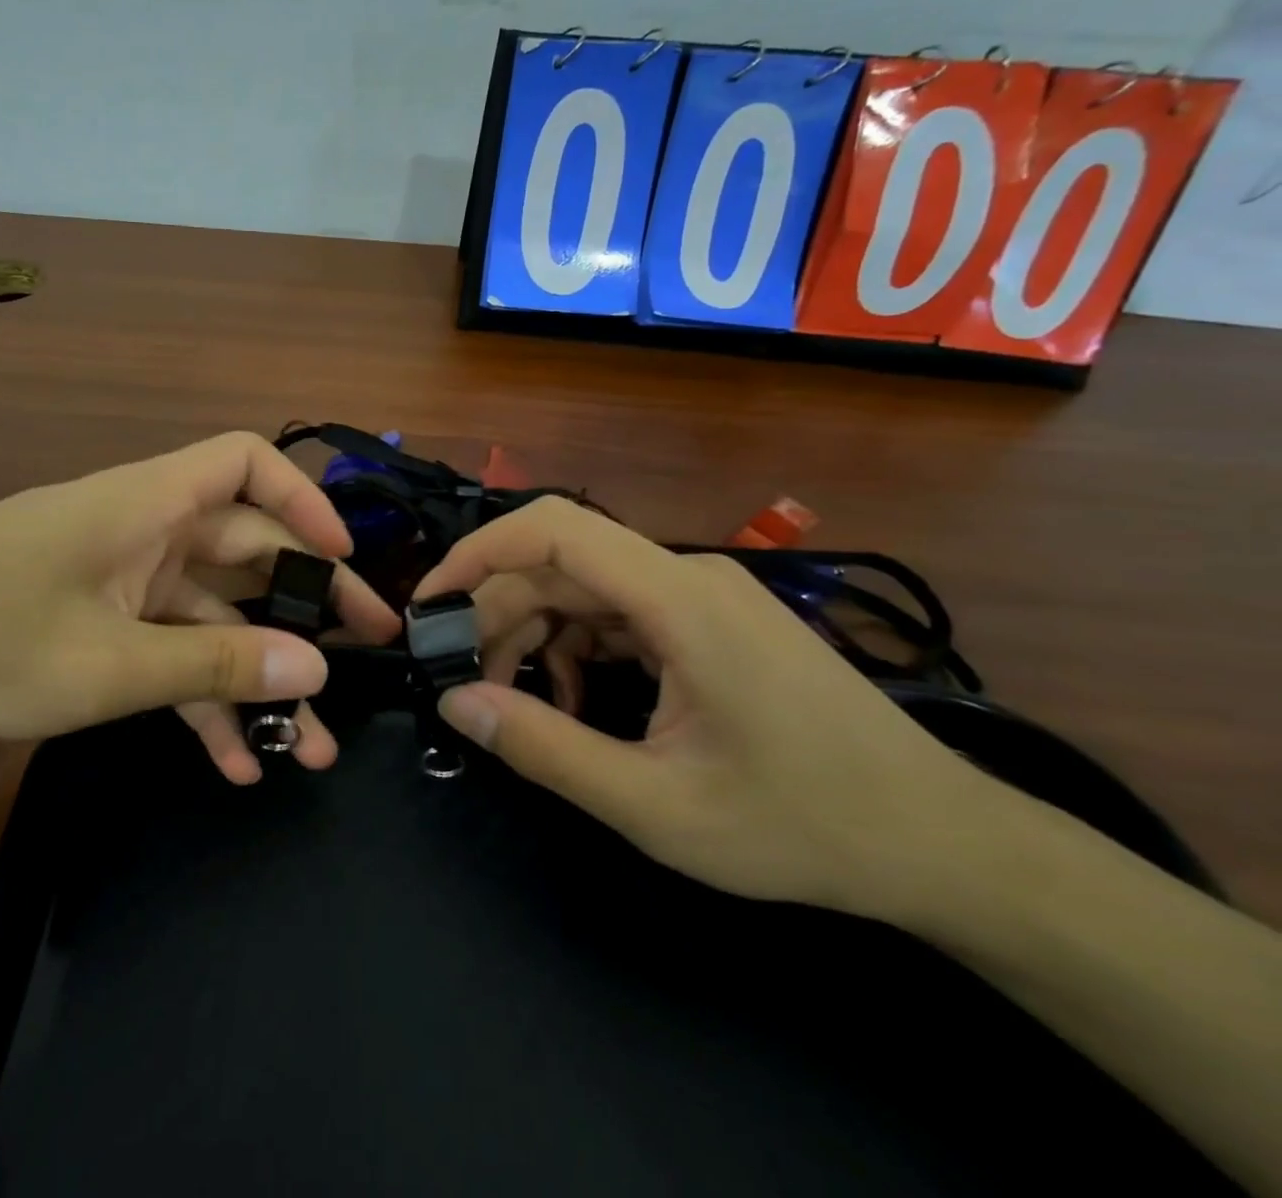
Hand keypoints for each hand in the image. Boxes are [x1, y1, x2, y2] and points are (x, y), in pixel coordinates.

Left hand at [0, 432, 399, 781]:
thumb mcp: (104, 666)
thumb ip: (214, 668)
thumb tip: (314, 670)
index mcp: (147, 504)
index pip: (247, 462)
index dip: (305, 500)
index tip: (343, 561)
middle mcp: (143, 530)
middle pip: (245, 551)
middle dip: (304, 609)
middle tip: (364, 660)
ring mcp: (120, 580)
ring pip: (211, 616)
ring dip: (255, 676)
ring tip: (306, 748)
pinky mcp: (96, 622)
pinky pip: (167, 652)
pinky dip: (199, 698)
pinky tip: (232, 762)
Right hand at [412, 497, 999, 920]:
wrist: (942, 843)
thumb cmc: (804, 826)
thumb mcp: (656, 806)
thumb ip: (546, 749)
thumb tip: (457, 701)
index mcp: (679, 600)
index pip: (553, 529)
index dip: (478, 553)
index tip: (430, 604)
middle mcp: (688, 576)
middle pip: (561, 567)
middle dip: (500, 616)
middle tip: (467, 684)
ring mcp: (704, 596)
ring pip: (586, 591)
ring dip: (537, 637)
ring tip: (520, 704)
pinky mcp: (712, 621)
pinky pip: (620, 614)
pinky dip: (580, 649)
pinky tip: (578, 703)